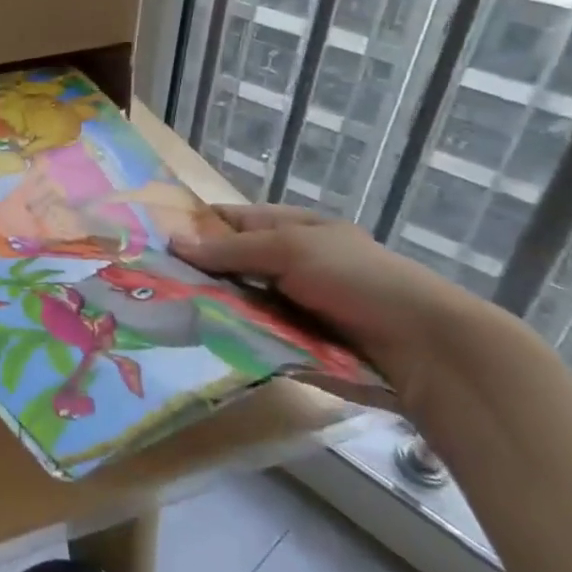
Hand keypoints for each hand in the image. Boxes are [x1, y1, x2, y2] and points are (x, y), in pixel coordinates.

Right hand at [171, 204, 536, 410]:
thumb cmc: (359, 280)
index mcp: (294, 230)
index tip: (152, 239)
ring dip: (209, 306)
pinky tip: (196, 339)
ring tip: (160, 311)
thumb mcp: (291, 250)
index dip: (196, 226)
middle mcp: (290, 264)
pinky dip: (230, 336)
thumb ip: (231, 249)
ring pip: (237, 302)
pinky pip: (253, 335)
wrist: (424, 351)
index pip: (233, 220)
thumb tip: (173, 242)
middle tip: (147, 281)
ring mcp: (292, 307)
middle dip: (196, 272)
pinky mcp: (296, 344)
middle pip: (231, 264)